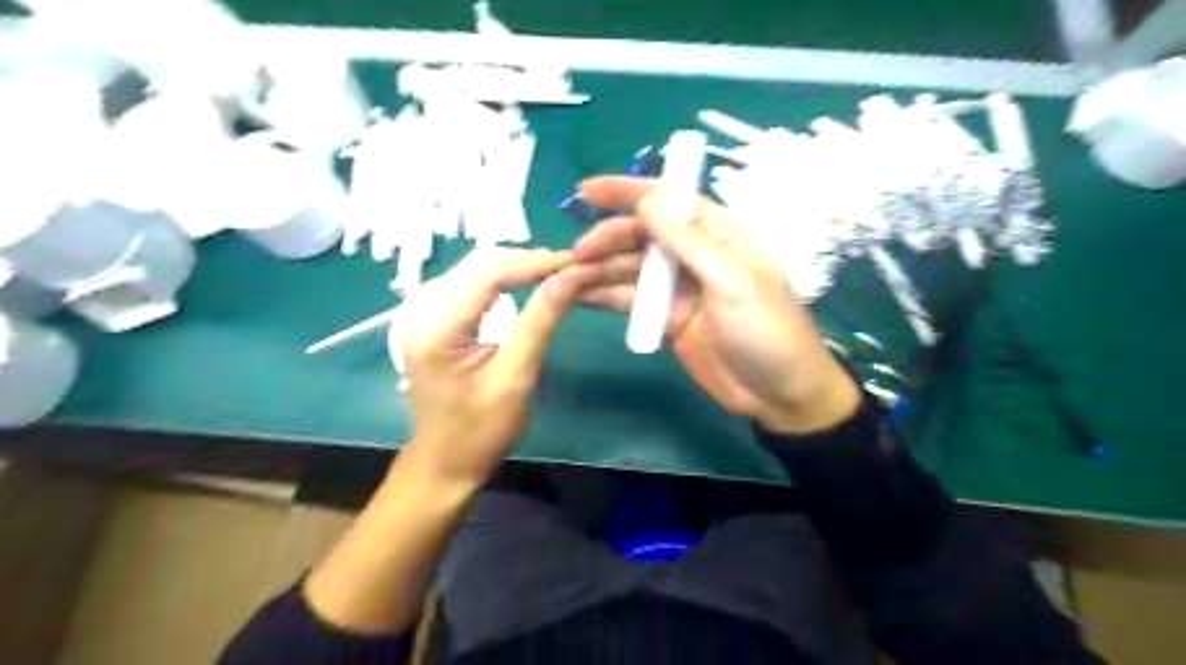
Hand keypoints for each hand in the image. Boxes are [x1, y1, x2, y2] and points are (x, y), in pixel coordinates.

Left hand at [398, 246, 583, 484]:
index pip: (491, 272)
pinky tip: (531, 284)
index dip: (537, 261)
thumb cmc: (481, 430)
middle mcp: (425, 310)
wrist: (444, 461)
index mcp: (439, 327)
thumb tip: (571, 278)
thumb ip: (541, 322)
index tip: (579, 263)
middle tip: (574, 269)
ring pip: (478, 268)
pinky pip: (474, 283)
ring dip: (521, 266)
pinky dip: (507, 278)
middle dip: (531, 260)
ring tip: (560, 274)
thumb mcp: (516, 378)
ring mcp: (427, 312)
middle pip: (482, 262)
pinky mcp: (436, 318)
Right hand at [569, 177, 857, 436]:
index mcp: (718, 234)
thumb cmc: (767, 330)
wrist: (779, 394)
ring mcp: (679, 289)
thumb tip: (648, 200)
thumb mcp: (732, 280)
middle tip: (575, 254)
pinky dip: (605, 298)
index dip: (627, 191)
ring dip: (599, 270)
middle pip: (641, 236)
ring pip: (630, 269)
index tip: (586, 190)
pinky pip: (631, 302)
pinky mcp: (667, 318)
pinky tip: (578, 297)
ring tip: (564, 276)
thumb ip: (688, 241)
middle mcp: (694, 255)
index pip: (668, 201)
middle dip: (607, 239)